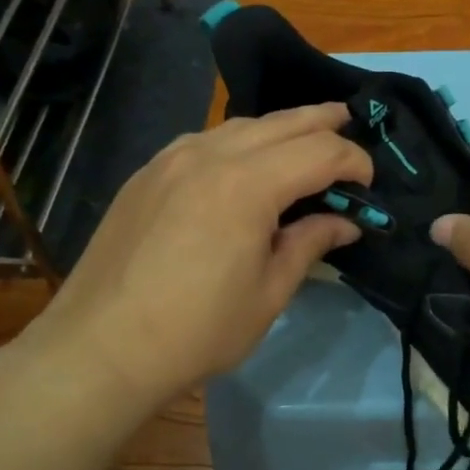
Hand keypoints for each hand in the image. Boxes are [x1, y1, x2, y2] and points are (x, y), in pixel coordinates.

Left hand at [6, 104, 370, 409]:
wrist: (101, 347)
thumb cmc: (197, 330)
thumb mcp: (269, 293)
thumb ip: (310, 244)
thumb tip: (345, 221)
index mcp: (247, 185)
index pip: (319, 151)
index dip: (353, 161)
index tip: (369, 183)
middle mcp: (209, 155)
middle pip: (282, 122)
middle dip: (324, 122)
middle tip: (352, 125)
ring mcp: (171, 159)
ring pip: (240, 126)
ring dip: (280, 128)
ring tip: (304, 140)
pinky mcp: (147, 174)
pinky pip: (205, 141)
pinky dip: (239, 142)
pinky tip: (245, 163)